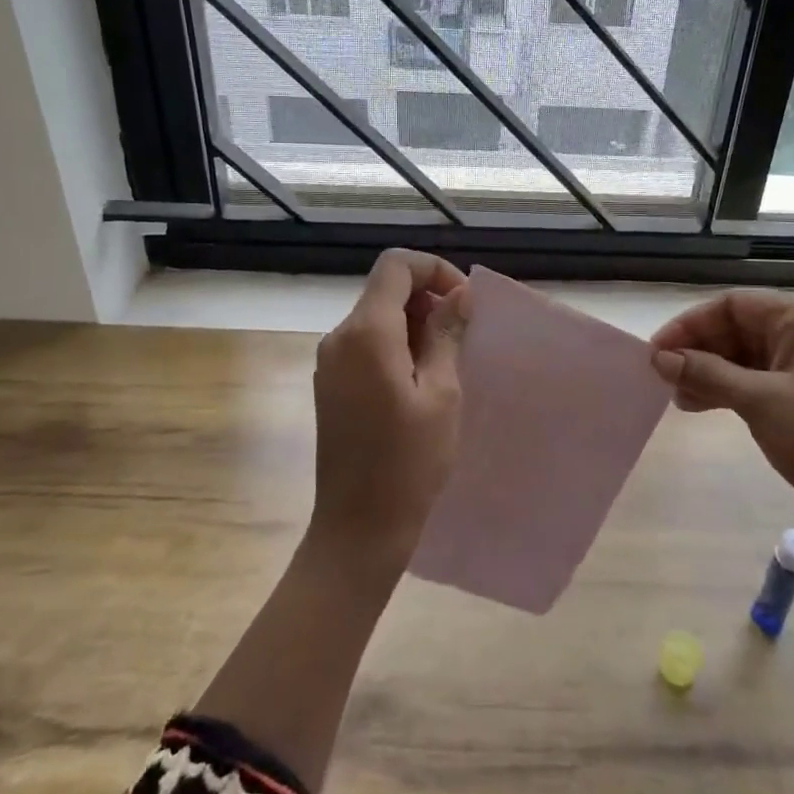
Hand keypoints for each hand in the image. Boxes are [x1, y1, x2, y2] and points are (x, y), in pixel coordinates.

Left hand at [307, 249, 468, 571]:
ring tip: (445, 363)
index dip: (433, 269)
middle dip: (427, 298)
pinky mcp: (330, 383)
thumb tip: (459, 292)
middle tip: (462, 336)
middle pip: (385, 289)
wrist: (358, 527)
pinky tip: (419, 381)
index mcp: (366, 332)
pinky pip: (365, 343)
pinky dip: (395, 345)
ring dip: (414, 324)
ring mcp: (329, 361)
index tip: (463, 302)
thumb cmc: (409, 463)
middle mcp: (339, 337)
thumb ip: (446, 334)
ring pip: (376, 316)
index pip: (395, 265)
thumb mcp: (441, 394)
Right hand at [650, 292, 793, 554]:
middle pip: (736, 328)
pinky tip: (694, 405)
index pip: (734, 305)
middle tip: (660, 375)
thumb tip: (657, 357)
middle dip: (696, 350)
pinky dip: (721, 389)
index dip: (691, 324)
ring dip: (705, 371)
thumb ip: (705, 373)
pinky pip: (750, 381)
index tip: (657, 350)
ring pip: (739, 356)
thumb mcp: (760, 402)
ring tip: (674, 395)